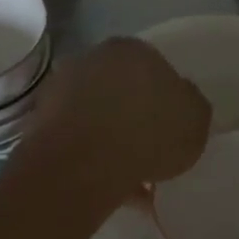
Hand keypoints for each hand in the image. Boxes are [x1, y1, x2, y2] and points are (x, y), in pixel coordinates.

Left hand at [22, 38, 211, 191]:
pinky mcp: (42, 123)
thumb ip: (192, 105)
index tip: (172, 129)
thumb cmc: (150, 131)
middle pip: (123, 90)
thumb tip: (183, 100)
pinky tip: (114, 190)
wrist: (84, 161)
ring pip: (99, 118)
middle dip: (136, 119)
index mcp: (133, 49)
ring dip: (115, 143)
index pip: (156, 68)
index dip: (167, 100)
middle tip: (152, 152)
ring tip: (135, 181)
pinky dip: (95, 161)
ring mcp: (63, 89)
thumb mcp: (196, 119)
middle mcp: (94, 59)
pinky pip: (80, 142)